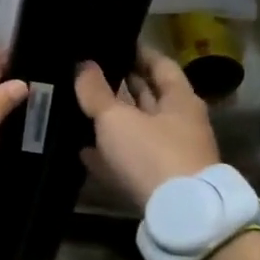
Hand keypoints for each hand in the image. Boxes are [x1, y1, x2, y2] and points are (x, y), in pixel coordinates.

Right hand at [74, 45, 219, 211]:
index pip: (159, 64)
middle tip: (89, 73)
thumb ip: (96, 92)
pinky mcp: (157, 181)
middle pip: (149, 96)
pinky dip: (110, 152)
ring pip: (137, 128)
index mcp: (179, 100)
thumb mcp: (117, 118)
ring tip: (80, 107)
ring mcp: (170, 154)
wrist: (179, 215)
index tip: (112, 43)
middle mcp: (179, 123)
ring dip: (113, 119)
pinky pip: (130, 158)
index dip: (137, 52)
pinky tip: (84, 150)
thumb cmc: (152, 154)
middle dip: (122, 85)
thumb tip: (83, 65)